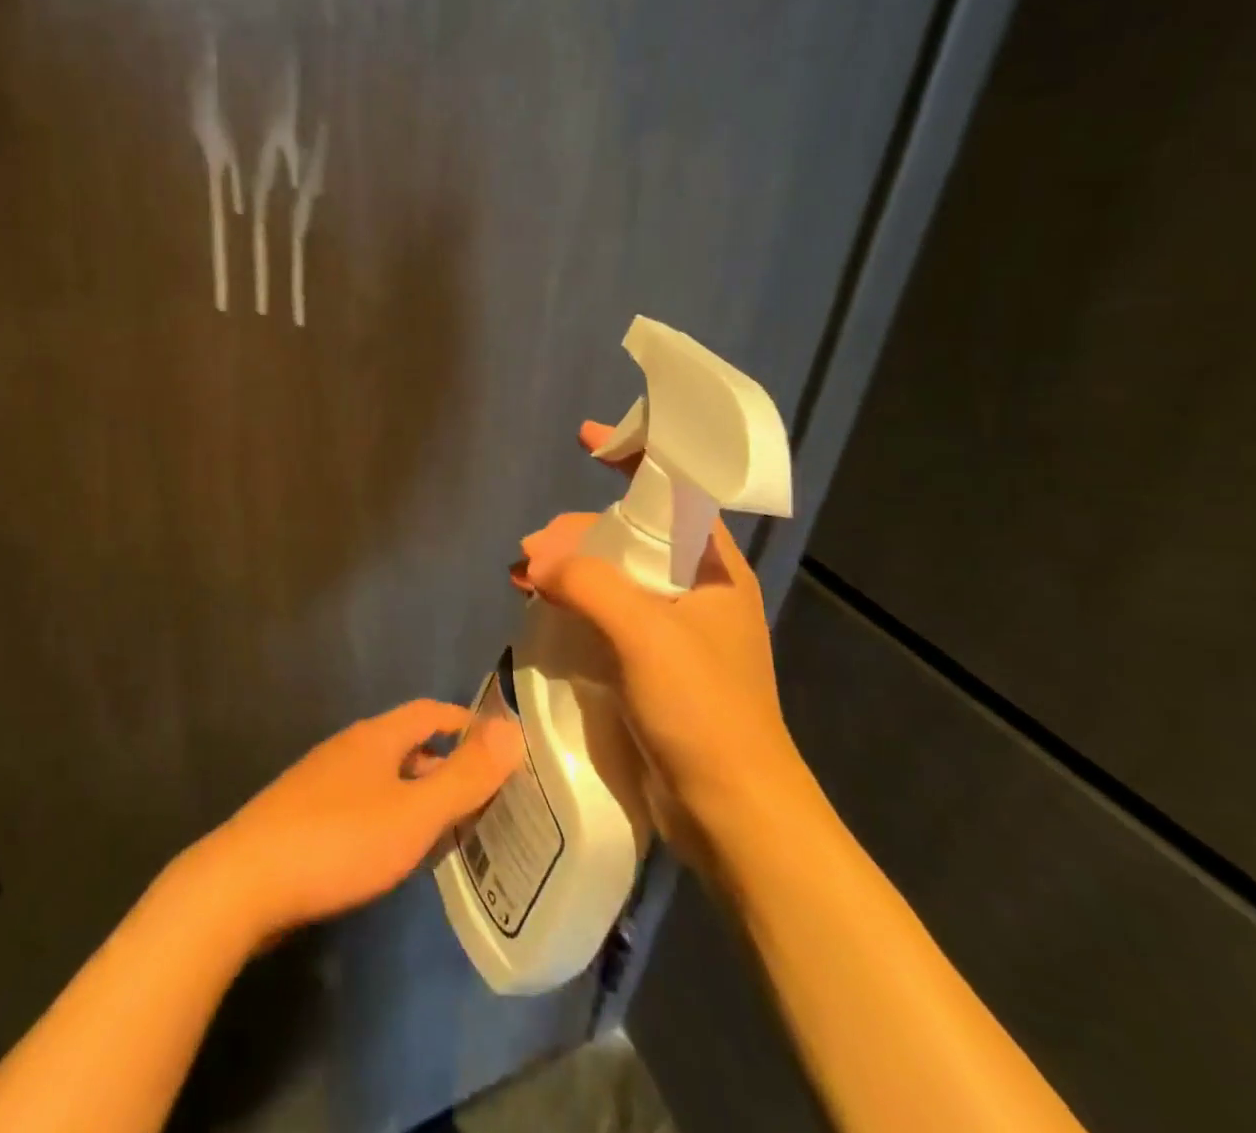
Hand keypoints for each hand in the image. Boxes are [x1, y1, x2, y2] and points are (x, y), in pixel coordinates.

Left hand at [188, 701, 521, 949]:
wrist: (245, 881)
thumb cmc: (340, 840)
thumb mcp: (414, 812)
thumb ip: (465, 776)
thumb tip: (513, 729)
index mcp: (376, 737)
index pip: (430, 712)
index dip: (466, 724)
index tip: (499, 748)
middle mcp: (349, 748)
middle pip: (407, 744)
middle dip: (445, 765)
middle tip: (483, 798)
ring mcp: (321, 782)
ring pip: (383, 777)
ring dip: (417, 794)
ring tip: (448, 830)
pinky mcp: (303, 816)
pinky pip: (361, 804)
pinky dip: (389, 817)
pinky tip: (393, 852)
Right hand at [513, 422, 808, 853]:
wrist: (732, 815)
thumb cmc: (704, 711)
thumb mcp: (647, 634)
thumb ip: (590, 583)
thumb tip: (537, 558)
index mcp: (714, 569)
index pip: (675, 492)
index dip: (634, 456)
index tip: (586, 439)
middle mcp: (695, 591)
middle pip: (630, 535)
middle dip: (579, 531)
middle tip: (533, 550)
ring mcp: (670, 630)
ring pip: (610, 575)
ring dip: (567, 568)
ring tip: (523, 577)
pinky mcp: (647, 665)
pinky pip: (602, 614)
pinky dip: (569, 603)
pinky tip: (537, 606)